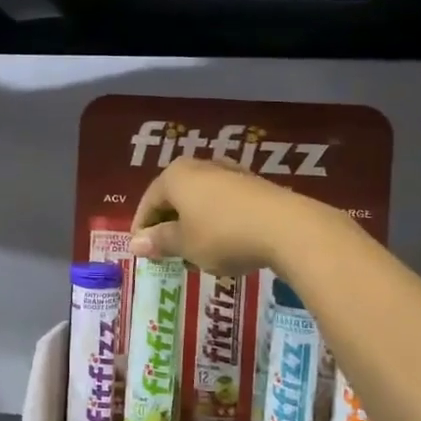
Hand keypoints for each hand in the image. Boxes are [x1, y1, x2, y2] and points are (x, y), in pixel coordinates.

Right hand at [129, 156, 328, 274]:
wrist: (286, 227)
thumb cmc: (222, 235)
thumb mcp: (186, 244)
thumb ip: (160, 241)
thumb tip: (135, 243)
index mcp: (175, 176)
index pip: (149, 201)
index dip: (143, 228)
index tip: (143, 253)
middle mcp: (200, 166)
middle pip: (175, 197)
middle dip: (169, 225)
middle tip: (167, 254)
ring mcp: (230, 173)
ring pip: (200, 200)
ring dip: (194, 225)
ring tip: (196, 253)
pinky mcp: (254, 185)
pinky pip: (224, 204)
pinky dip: (217, 223)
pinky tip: (224, 245)